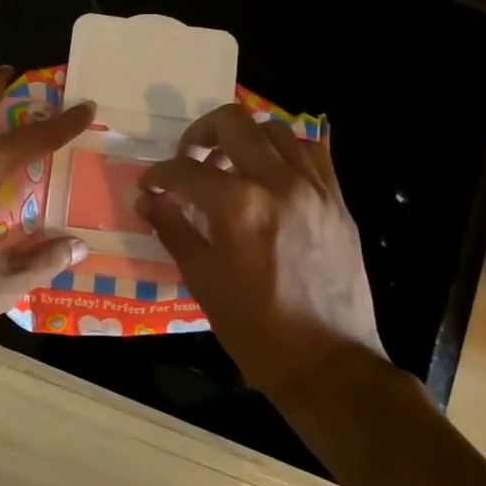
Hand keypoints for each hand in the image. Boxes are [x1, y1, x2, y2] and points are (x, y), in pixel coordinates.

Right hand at [135, 104, 388, 395]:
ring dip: (244, 139)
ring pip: (274, 129)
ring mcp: (313, 187)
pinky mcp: (337, 200)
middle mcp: (277, 183)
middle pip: (232, 123)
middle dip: (199, 134)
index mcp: (238, 207)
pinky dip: (285, 151)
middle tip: (188, 160)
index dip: (159, 174)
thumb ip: (175, 231)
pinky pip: (311, 152)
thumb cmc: (257, 330)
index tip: (150, 186)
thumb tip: (149, 202)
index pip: (185, 170)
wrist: (329, 362)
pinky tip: (271, 176)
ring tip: (231, 167)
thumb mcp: (204, 282)